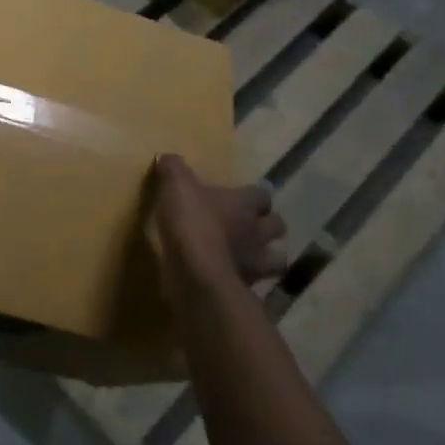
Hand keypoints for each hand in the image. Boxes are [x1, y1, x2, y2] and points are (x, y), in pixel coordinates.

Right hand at [150, 154, 290, 295]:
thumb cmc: (191, 223)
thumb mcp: (176, 186)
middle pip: (277, 226)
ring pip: (277, 259)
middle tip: (252, 224)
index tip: (246, 195)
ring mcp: (254, 263)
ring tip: (252, 255)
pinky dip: (248, 280)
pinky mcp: (244, 288)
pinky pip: (255, 284)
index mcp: (244, 204)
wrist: (196, 275)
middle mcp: (256, 232)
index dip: (256, 195)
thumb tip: (166, 157)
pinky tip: (234, 279)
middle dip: (269, 224)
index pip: (263, 194)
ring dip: (268, 256)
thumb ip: (173, 169)